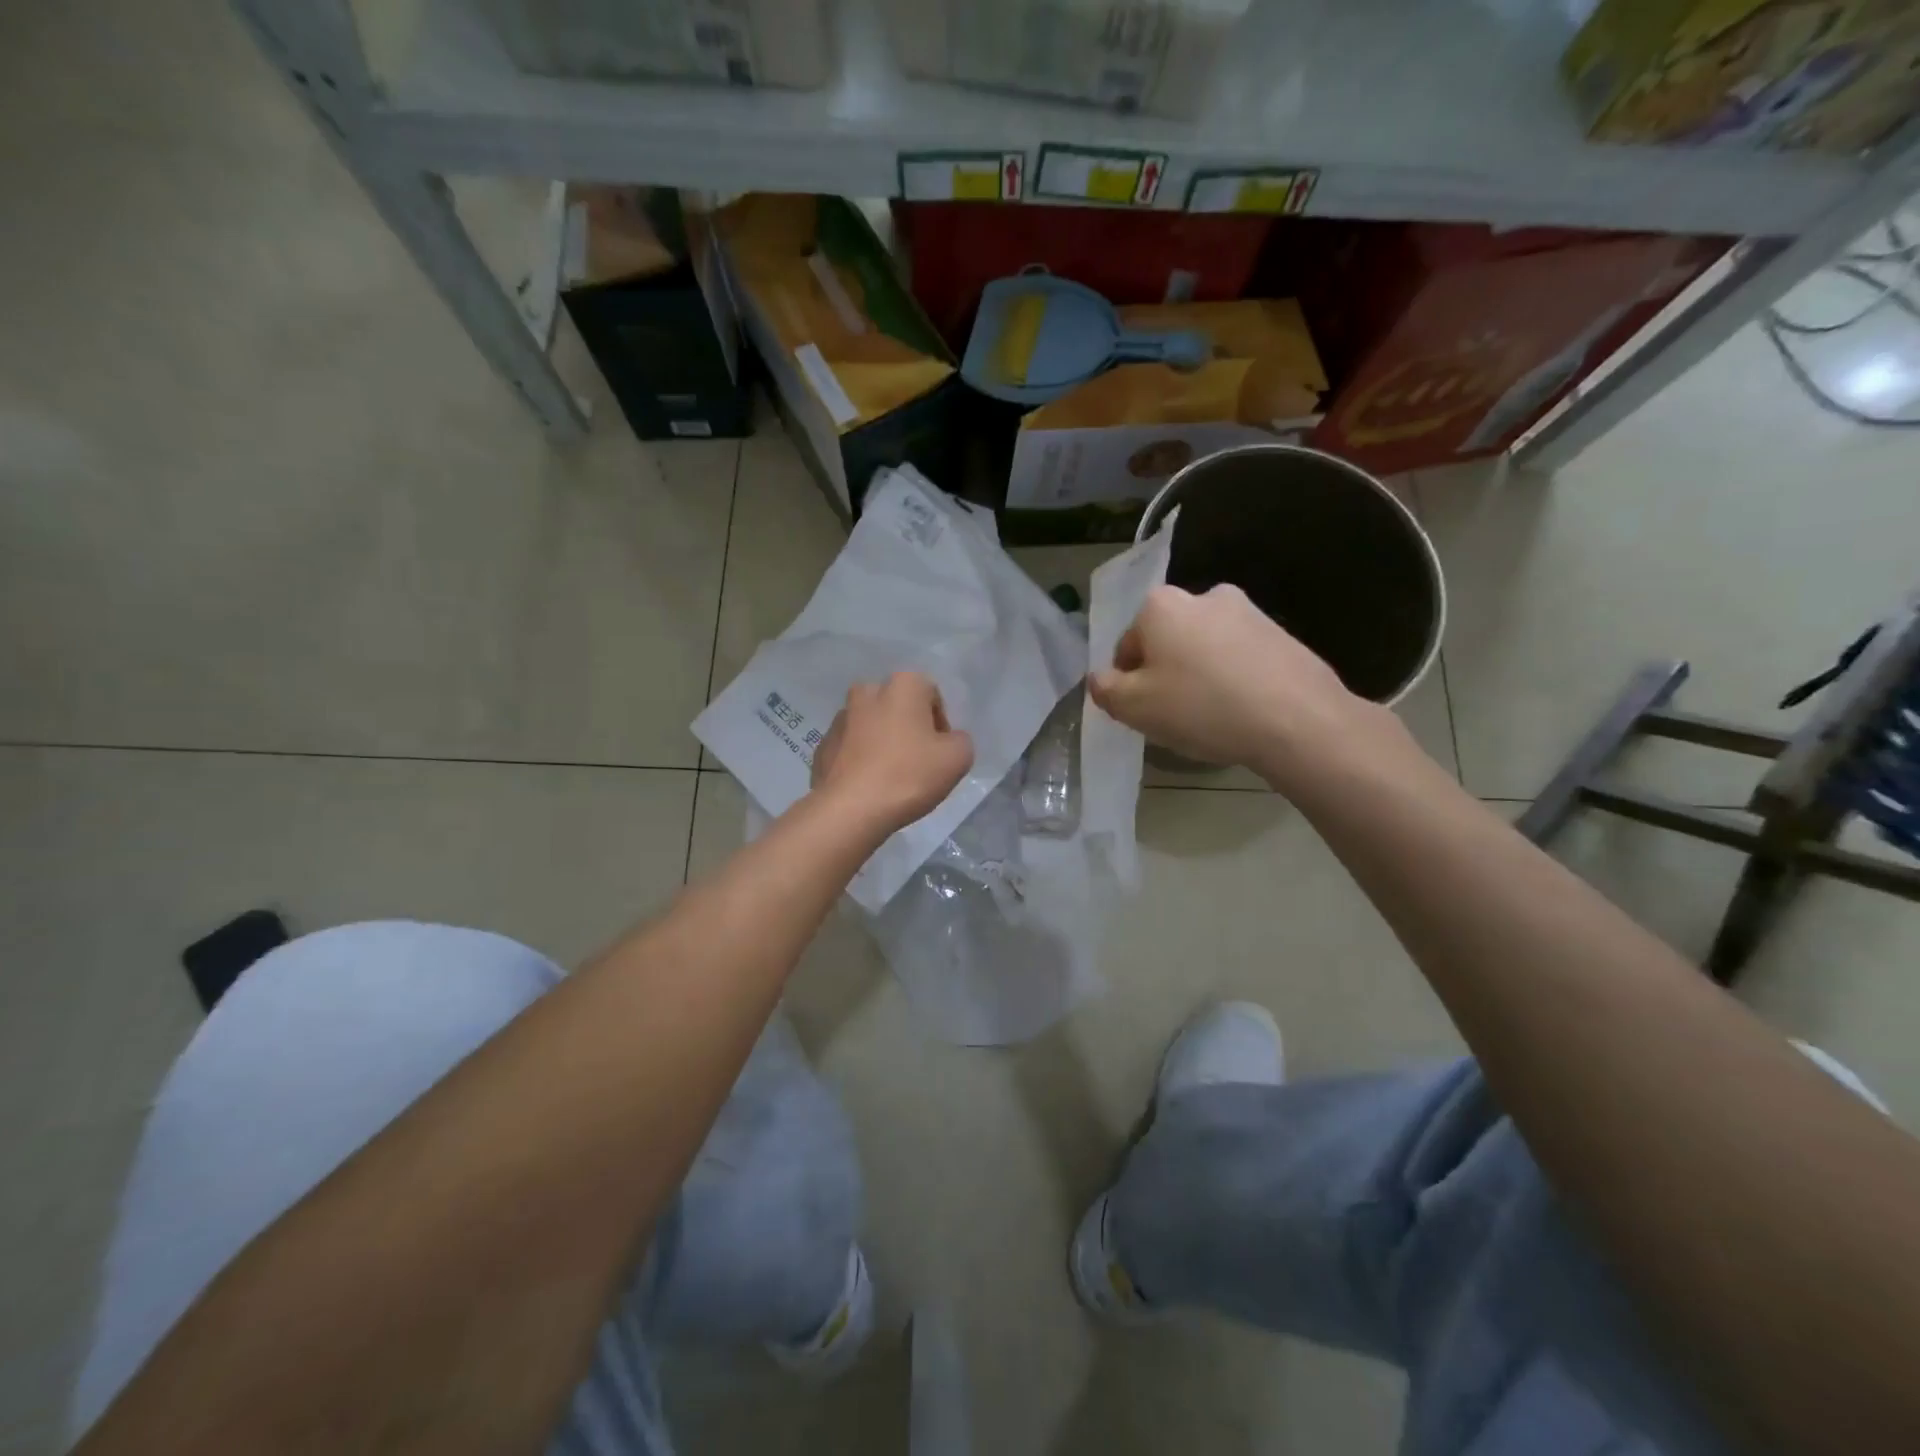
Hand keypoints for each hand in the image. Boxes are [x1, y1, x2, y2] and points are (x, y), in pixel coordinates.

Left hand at [810, 672, 973, 833]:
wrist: (851, 809)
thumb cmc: (909, 775)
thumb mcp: (958, 758)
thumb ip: (960, 740)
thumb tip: (947, 741)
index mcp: (902, 685)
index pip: (931, 695)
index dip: (940, 724)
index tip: (940, 752)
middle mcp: (867, 691)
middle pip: (898, 707)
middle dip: (908, 727)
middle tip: (917, 761)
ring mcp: (839, 718)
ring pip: (871, 726)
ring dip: (882, 742)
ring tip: (890, 776)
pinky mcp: (822, 746)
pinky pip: (850, 748)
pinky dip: (860, 759)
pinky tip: (868, 785)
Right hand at [1088, 584, 1380, 780]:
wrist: (1297, 719)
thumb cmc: (1201, 708)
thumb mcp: (1134, 707)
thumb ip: (1106, 689)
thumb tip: (1100, 678)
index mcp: (1161, 606)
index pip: (1127, 645)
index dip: (1128, 681)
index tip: (1144, 710)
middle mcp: (1204, 596)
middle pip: (1168, 641)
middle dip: (1166, 672)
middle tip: (1175, 714)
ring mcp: (1249, 612)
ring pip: (1205, 648)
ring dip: (1200, 674)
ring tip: (1212, 716)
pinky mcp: (1282, 634)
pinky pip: (1240, 658)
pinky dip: (1234, 679)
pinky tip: (1242, 711)